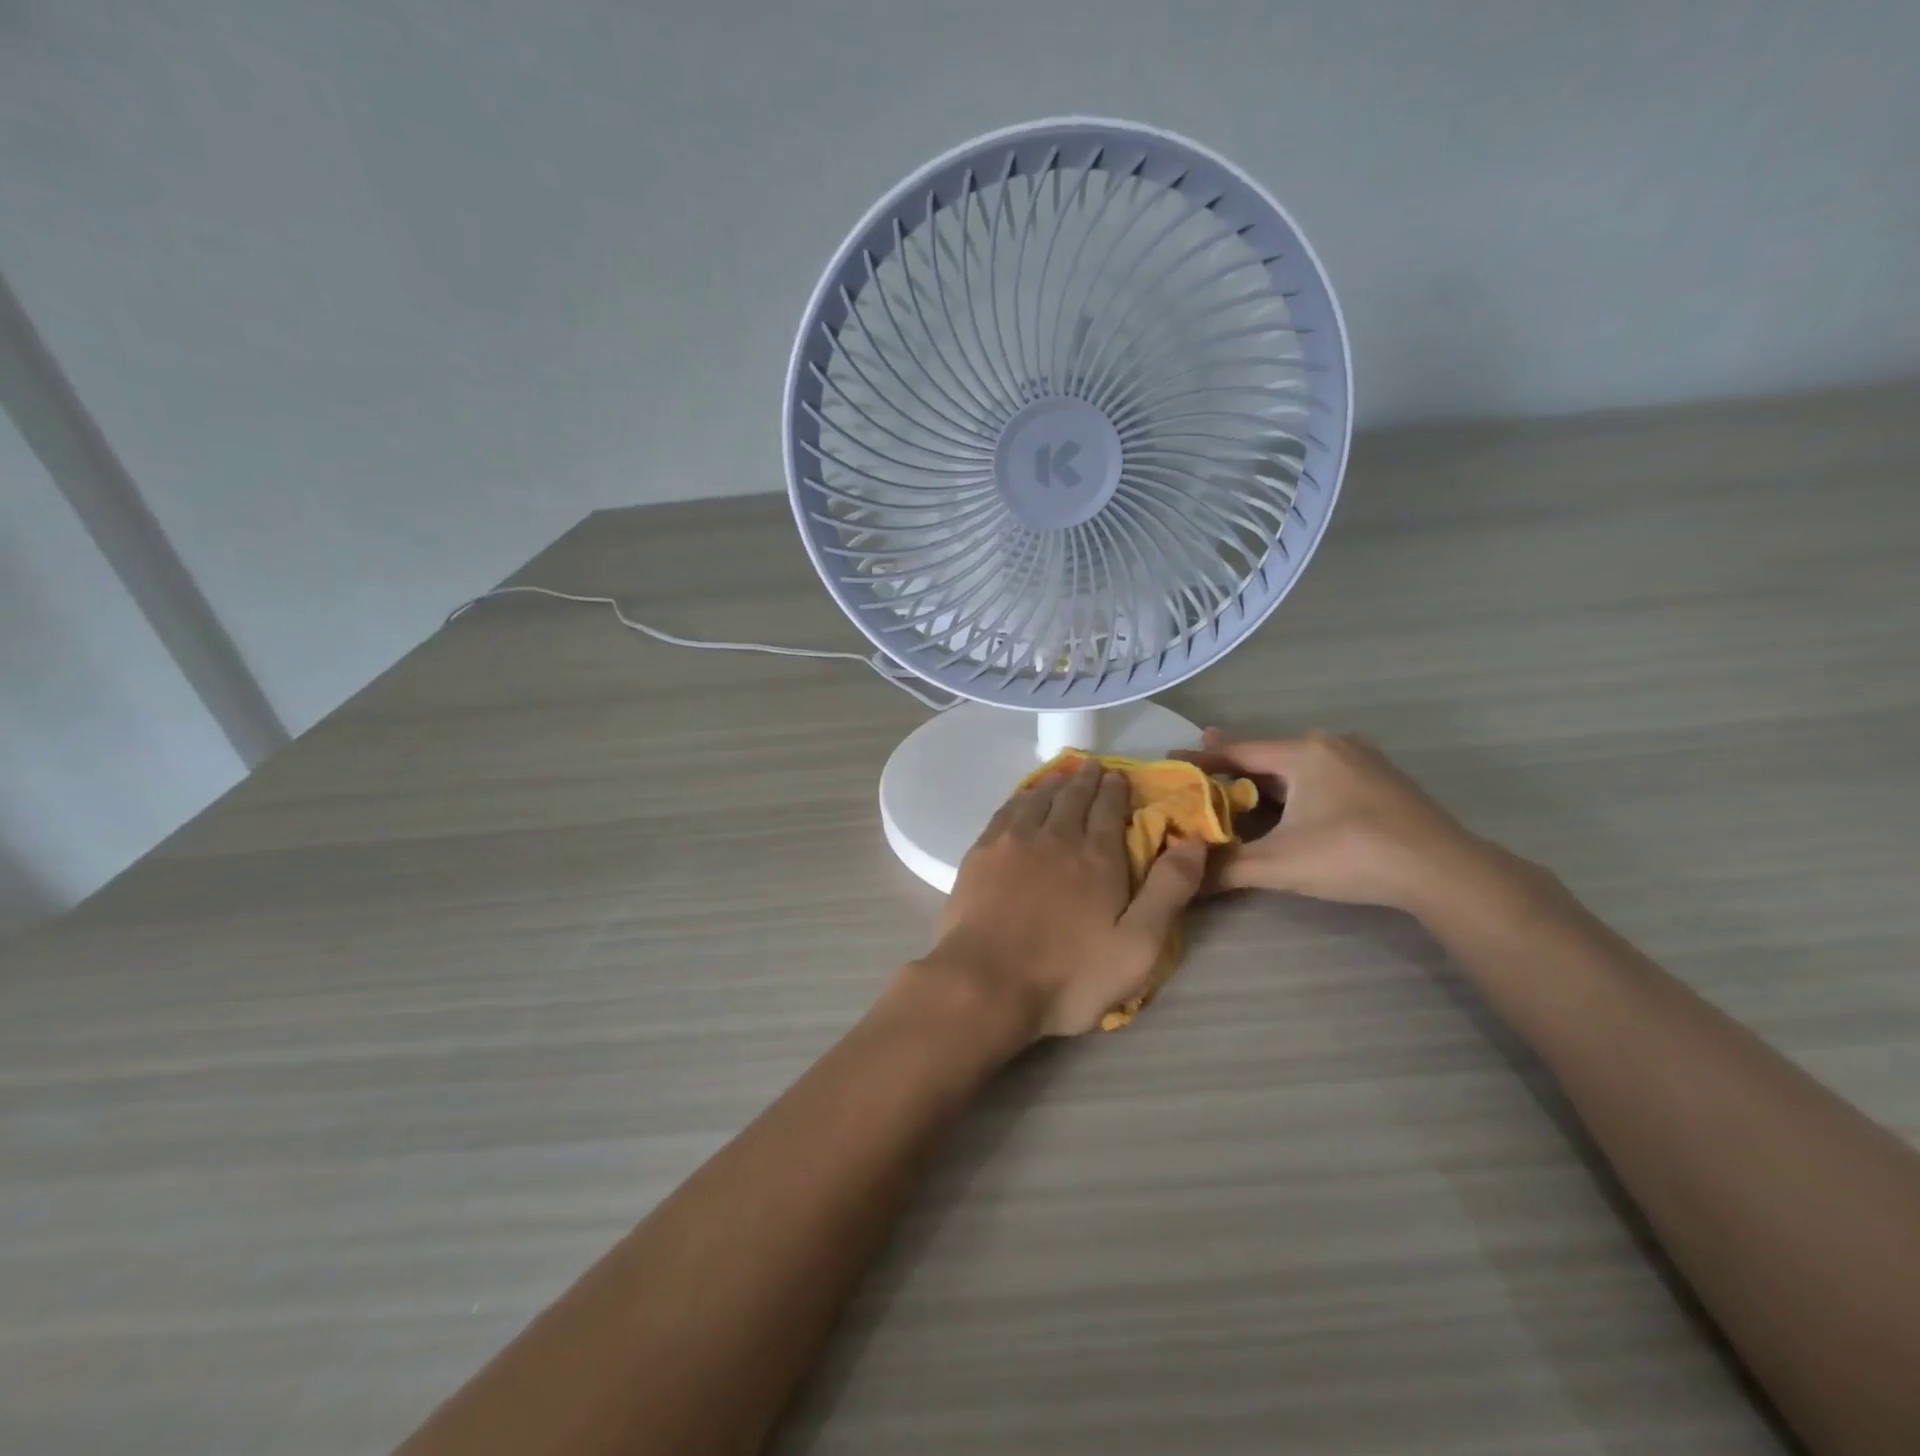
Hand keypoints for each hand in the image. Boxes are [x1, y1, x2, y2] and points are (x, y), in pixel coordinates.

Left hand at [923, 758, 1206, 1039]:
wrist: (986, 983)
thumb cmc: (1069, 975)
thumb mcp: (1137, 946)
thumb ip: (1168, 890)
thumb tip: (1194, 840)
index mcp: (1096, 857)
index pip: (1108, 810)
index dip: (1115, 790)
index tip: (1119, 776)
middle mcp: (1055, 837)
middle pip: (1073, 798)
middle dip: (1086, 780)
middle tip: (1093, 767)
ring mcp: (1013, 842)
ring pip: (1038, 799)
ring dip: (1054, 783)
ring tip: (1062, 775)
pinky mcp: (981, 854)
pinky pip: (1006, 811)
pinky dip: (1020, 798)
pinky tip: (1023, 798)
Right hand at [1173, 729, 1486, 913]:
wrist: (1443, 871)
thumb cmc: (1352, 855)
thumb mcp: (1279, 865)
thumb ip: (1227, 870)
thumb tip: (1184, 882)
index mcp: (1303, 753)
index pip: (1238, 752)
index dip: (1200, 759)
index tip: (1170, 761)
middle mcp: (1330, 745)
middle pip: (1267, 756)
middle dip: (1232, 769)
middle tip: (1199, 777)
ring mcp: (1360, 760)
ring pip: (1296, 767)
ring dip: (1265, 782)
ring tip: (1236, 794)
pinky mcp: (1379, 781)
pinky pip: (1321, 777)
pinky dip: (1294, 790)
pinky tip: (1287, 810)